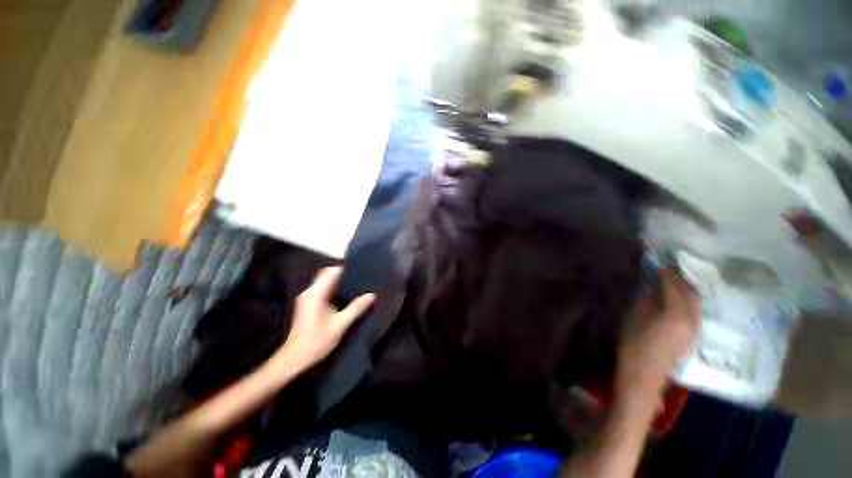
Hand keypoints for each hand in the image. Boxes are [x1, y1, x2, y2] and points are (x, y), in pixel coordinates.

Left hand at [270, 266, 374, 371]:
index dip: (346, 269)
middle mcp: (310, 292)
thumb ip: (356, 308)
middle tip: (361, 279)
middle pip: (328, 274)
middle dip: (344, 276)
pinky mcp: (307, 304)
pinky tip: (345, 297)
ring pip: (325, 282)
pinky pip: (323, 290)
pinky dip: (334, 290)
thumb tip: (372, 295)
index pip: (332, 272)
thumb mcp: (340, 325)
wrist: (294, 359)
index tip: (361, 272)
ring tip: (356, 286)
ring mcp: (307, 298)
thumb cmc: (317, 341)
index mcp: (316, 293)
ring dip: (339, 283)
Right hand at [617, 268, 701, 396]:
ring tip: (672, 282)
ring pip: (696, 303)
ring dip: (685, 290)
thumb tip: (650, 283)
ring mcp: (696, 330)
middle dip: (680, 279)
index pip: (673, 287)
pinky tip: (676, 300)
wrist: (644, 375)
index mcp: (676, 315)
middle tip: (666, 270)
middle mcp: (692, 320)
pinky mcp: (694, 337)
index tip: (656, 263)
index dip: (665, 274)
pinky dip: (687, 302)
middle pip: (692, 293)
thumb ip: (645, 298)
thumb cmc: (634, 345)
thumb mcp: (634, 318)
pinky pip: (695, 312)